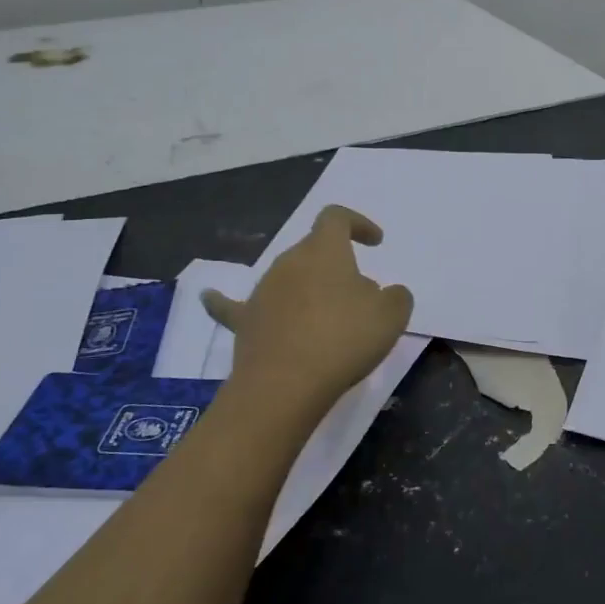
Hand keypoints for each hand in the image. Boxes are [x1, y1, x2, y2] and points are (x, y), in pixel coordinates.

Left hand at [203, 206, 413, 408]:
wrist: (287, 385)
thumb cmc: (345, 339)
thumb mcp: (391, 316)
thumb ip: (396, 296)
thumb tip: (384, 293)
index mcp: (324, 250)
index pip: (336, 218)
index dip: (357, 223)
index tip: (375, 242)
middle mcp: (289, 262)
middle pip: (313, 250)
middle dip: (337, 265)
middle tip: (359, 294)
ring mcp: (262, 291)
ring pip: (288, 278)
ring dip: (307, 289)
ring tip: (327, 317)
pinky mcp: (244, 322)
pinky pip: (234, 306)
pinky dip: (224, 300)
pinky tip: (209, 296)